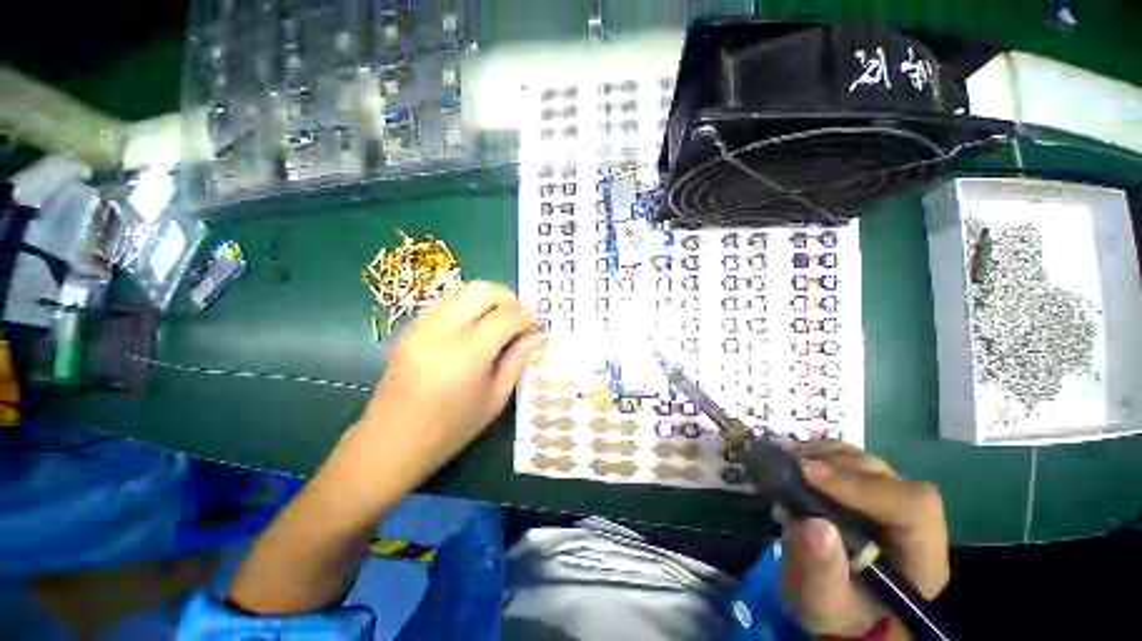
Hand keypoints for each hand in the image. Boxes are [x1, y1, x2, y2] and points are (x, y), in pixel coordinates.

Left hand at [357, 282, 543, 481]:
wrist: (390, 443)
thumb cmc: (450, 429)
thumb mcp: (495, 399)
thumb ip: (518, 361)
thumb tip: (538, 335)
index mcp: (467, 353)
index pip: (507, 316)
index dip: (528, 316)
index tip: (538, 324)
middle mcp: (442, 330)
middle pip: (484, 291)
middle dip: (510, 298)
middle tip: (521, 317)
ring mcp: (421, 325)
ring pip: (463, 290)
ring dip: (489, 298)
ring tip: (501, 319)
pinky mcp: (409, 328)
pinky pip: (446, 302)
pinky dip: (468, 305)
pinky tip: (476, 325)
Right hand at [780, 442, 948, 637]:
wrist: (836, 600)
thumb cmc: (835, 609)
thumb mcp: (821, 603)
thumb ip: (820, 572)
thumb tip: (812, 524)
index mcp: (919, 555)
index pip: (912, 506)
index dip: (861, 485)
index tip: (807, 475)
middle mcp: (911, 519)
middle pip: (883, 475)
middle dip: (830, 467)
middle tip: (786, 469)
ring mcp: (888, 498)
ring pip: (862, 460)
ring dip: (819, 457)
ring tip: (786, 467)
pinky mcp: (865, 487)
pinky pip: (845, 458)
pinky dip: (815, 454)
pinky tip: (793, 464)